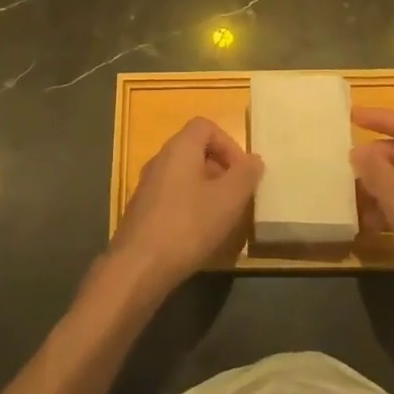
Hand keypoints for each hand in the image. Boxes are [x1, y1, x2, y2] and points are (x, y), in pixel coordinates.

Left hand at [106, 118, 261, 304]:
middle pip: (195, 150)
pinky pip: (173, 196)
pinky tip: (199, 234)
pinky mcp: (143, 210)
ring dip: (207, 190)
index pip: (205, 126)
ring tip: (222, 217)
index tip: (242, 172)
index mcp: (179, 148)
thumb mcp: (228, 200)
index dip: (229, 144)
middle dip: (221, 169)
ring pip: (184, 176)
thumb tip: (254, 160)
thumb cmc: (188, 225)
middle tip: (237, 196)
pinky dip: (190, 206)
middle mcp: (160, 159)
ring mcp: (148, 185)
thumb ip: (245, 175)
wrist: (138, 266)